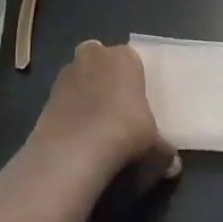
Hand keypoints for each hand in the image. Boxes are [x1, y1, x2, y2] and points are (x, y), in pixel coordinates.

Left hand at [31, 40, 178, 182]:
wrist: (75, 149)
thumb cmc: (125, 133)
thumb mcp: (155, 147)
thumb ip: (165, 152)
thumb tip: (174, 166)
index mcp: (125, 57)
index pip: (132, 61)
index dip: (134, 82)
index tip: (137, 105)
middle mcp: (95, 55)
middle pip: (102, 62)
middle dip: (106, 79)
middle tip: (115, 110)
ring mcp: (68, 71)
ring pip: (81, 77)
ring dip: (86, 93)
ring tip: (95, 126)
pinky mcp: (48, 92)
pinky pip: (65, 98)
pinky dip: (70, 111)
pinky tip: (77, 135)